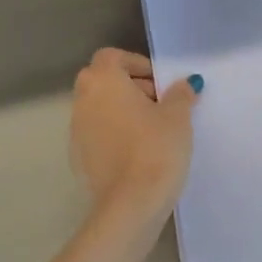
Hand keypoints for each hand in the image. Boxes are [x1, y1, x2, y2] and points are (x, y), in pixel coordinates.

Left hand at [70, 49, 201, 224]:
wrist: (130, 204)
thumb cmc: (155, 148)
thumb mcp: (178, 117)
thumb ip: (180, 94)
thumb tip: (185, 83)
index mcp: (103, 81)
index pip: (112, 57)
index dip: (137, 64)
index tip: (160, 83)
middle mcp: (82, 101)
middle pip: (103, 81)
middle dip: (130, 87)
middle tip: (160, 104)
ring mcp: (76, 131)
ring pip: (98, 109)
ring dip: (121, 111)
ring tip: (152, 130)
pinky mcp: (78, 159)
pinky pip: (97, 135)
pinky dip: (114, 135)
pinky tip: (138, 153)